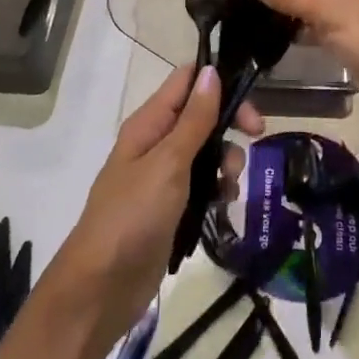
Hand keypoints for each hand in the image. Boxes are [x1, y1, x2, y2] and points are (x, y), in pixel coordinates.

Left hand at [52, 65, 262, 345]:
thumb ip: (194, 119)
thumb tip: (211, 72)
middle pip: (201, 114)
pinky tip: (225, 202)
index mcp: (148, 123)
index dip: (217, 81)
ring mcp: (162, 175)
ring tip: (231, 182)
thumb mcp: (169, 163)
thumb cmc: (133, 216)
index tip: (250, 99)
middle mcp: (155, 142)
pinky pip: (202, 182)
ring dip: (226, 158)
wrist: (102, 287)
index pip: (185, 81)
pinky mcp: (170, 205)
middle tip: (256, 136)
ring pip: (205, 149)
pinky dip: (217, 186)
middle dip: (230, 122)